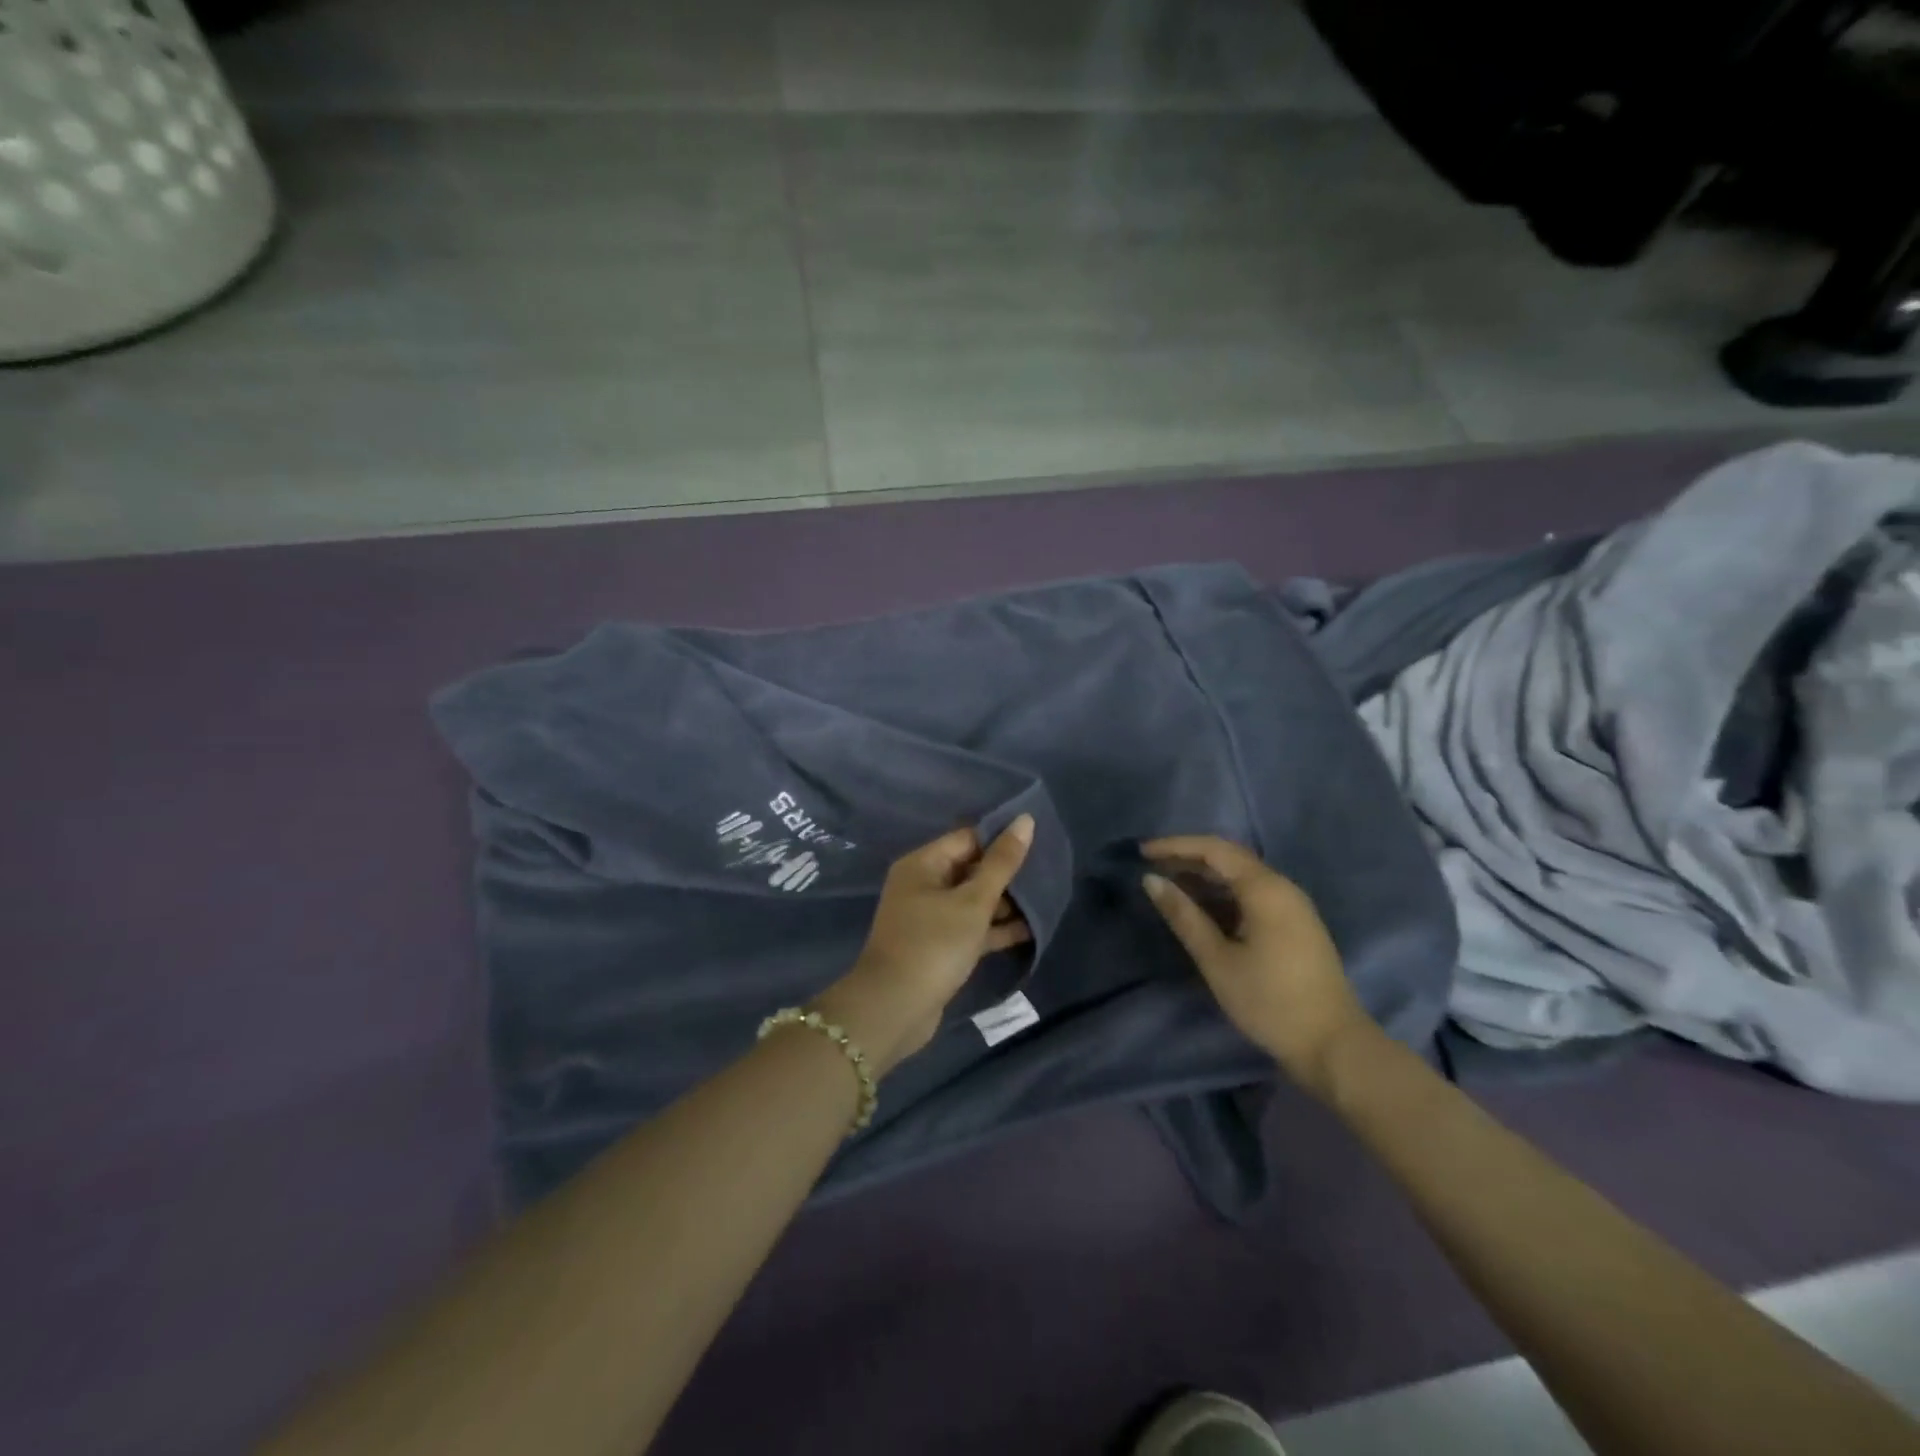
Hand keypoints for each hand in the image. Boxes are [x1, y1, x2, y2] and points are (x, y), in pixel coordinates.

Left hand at [814, 817, 1034, 1076]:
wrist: (895, 1008)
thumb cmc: (934, 945)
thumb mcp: (973, 901)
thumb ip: (1002, 862)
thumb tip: (1025, 819)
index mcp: (922, 864)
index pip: (967, 838)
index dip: (1001, 839)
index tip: (1039, 842)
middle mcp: (922, 885)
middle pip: (971, 868)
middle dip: (1006, 873)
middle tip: (1047, 872)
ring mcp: (929, 918)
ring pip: (972, 901)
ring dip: (1004, 902)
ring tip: (1046, 901)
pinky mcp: (938, 947)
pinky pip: (970, 928)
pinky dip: (995, 929)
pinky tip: (1030, 930)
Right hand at [1142, 835, 1378, 1097]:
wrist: (1333, 1045)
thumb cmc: (1270, 1001)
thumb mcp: (1218, 960)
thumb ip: (1184, 916)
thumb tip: (1151, 880)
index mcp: (1266, 889)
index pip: (1214, 849)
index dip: (1176, 846)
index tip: (1142, 851)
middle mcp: (1282, 888)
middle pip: (1229, 858)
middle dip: (1188, 858)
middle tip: (1150, 865)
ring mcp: (1293, 907)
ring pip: (1241, 877)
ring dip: (1204, 876)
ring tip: (1168, 884)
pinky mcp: (1295, 925)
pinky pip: (1252, 895)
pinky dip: (1222, 894)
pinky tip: (1201, 908)